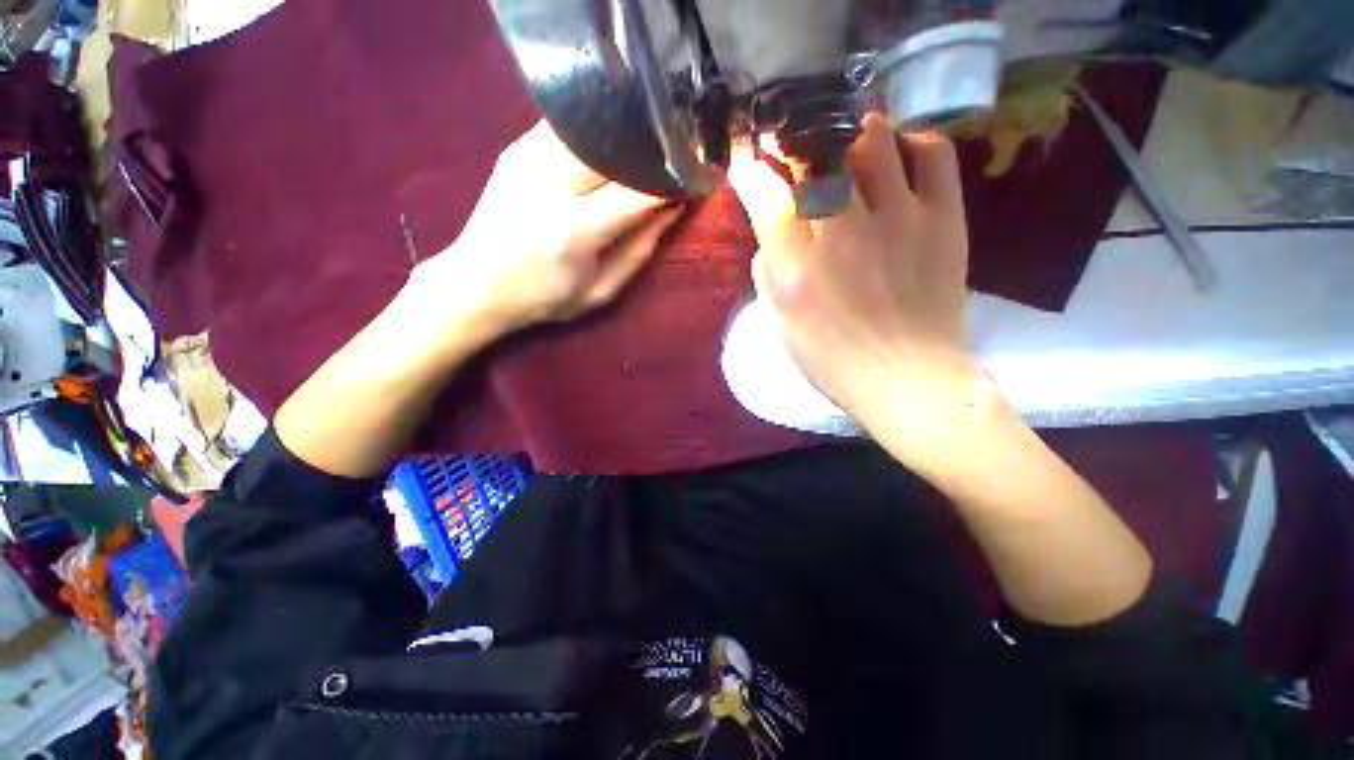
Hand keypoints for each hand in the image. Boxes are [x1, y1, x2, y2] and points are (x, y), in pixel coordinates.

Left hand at [415, 121, 682, 340]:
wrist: (476, 283)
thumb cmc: (545, 297)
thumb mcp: (601, 290)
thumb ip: (639, 250)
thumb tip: (671, 211)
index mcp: (575, 228)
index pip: (637, 194)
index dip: (670, 185)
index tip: (691, 183)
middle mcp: (551, 182)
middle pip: (617, 150)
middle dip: (650, 156)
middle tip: (672, 166)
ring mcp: (529, 157)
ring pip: (594, 129)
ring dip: (625, 142)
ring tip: (645, 158)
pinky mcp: (518, 147)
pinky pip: (571, 128)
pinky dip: (597, 136)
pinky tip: (609, 152)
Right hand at [727, 114, 979, 433]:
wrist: (905, 376)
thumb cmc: (832, 356)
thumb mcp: (781, 320)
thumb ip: (768, 268)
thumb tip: (771, 227)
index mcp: (795, 267)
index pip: (766, 194)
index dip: (752, 168)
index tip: (749, 160)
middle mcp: (842, 232)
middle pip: (816, 154)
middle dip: (797, 143)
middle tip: (797, 152)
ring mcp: (898, 219)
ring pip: (873, 141)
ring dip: (852, 136)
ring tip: (847, 151)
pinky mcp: (943, 218)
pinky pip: (934, 154)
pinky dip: (913, 143)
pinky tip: (899, 157)